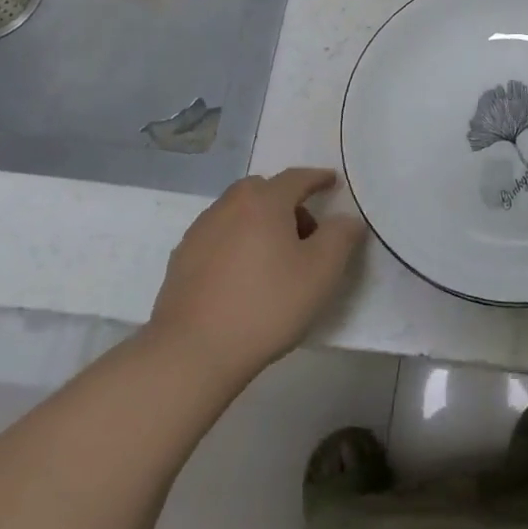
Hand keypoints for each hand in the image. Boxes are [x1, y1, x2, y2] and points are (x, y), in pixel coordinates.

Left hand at [148, 168, 365, 387]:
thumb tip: (346, 219)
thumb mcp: (322, 271)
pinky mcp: (181, 259)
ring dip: (261, 222)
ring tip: (276, 258)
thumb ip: (341, 236)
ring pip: (238, 213)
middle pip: (263, 191)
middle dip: (288, 202)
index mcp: (264, 201)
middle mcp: (228, 206)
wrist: (193, 350)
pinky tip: (245, 275)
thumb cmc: (267, 304)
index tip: (332, 182)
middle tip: (307, 232)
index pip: (297, 178)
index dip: (318, 178)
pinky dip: (238, 242)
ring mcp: (200, 231)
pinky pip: (219, 236)